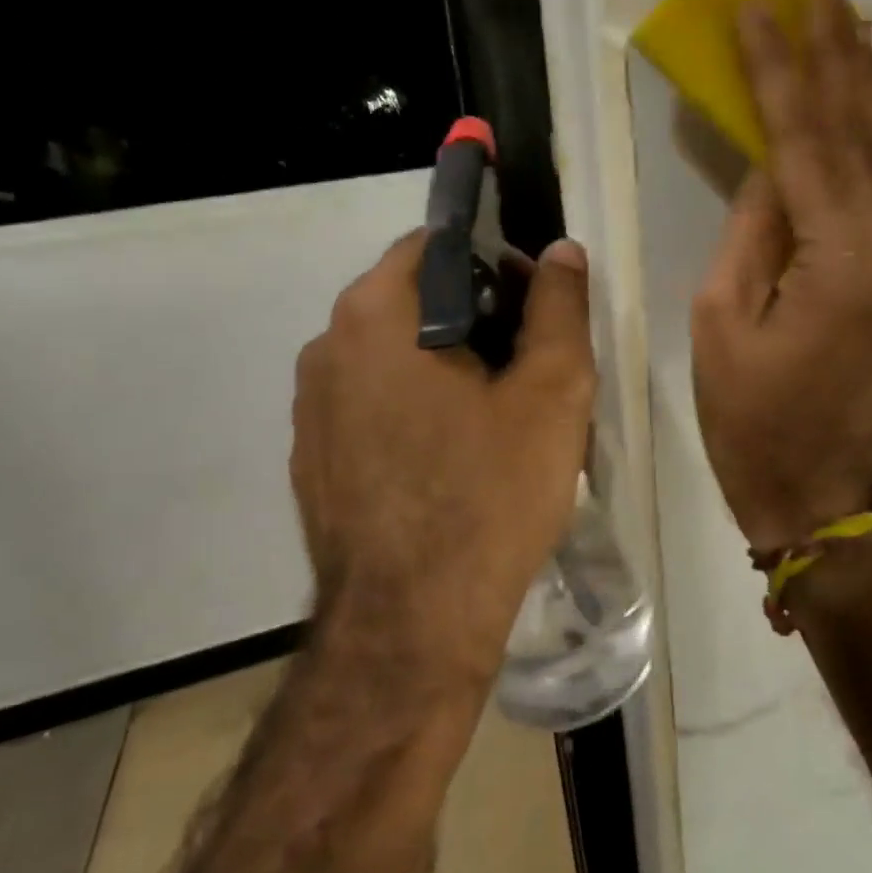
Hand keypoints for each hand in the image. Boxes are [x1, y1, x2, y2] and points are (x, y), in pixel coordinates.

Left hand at [290, 232, 595, 686]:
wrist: (411, 626)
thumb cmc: (489, 494)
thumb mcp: (552, 392)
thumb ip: (559, 307)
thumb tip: (561, 251)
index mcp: (376, 315)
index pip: (438, 245)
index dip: (497, 263)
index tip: (535, 307)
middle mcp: (327, 346)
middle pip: (414, 299)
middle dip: (476, 316)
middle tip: (528, 366)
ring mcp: (310, 406)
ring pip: (393, 353)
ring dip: (446, 363)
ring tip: (496, 416)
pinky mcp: (311, 456)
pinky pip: (371, 403)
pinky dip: (413, 406)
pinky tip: (453, 458)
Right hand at [691, 0, 871, 553]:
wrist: (826, 495)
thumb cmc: (751, 419)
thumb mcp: (720, 321)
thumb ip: (751, 231)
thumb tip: (770, 166)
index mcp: (841, 265)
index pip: (804, 143)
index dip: (779, 72)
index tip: (760, 7)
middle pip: (863, 135)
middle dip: (840, 55)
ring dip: (865, 89)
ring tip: (849, 22)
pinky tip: (863, 106)